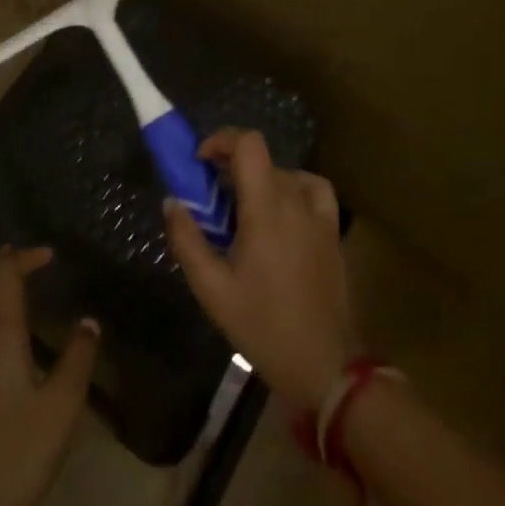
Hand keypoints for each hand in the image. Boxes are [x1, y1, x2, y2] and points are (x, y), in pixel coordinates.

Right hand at [163, 130, 360, 412]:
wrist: (324, 364)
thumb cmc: (262, 326)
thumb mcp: (212, 289)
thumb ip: (187, 240)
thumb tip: (172, 201)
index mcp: (265, 208)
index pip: (249, 144)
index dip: (222, 140)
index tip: (200, 162)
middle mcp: (295, 201)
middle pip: (262, 158)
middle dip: (231, 167)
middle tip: (211, 200)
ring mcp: (319, 215)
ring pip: (284, 173)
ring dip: (258, 180)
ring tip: (242, 210)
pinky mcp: (332, 231)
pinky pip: (312, 189)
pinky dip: (292, 187)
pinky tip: (281, 212)